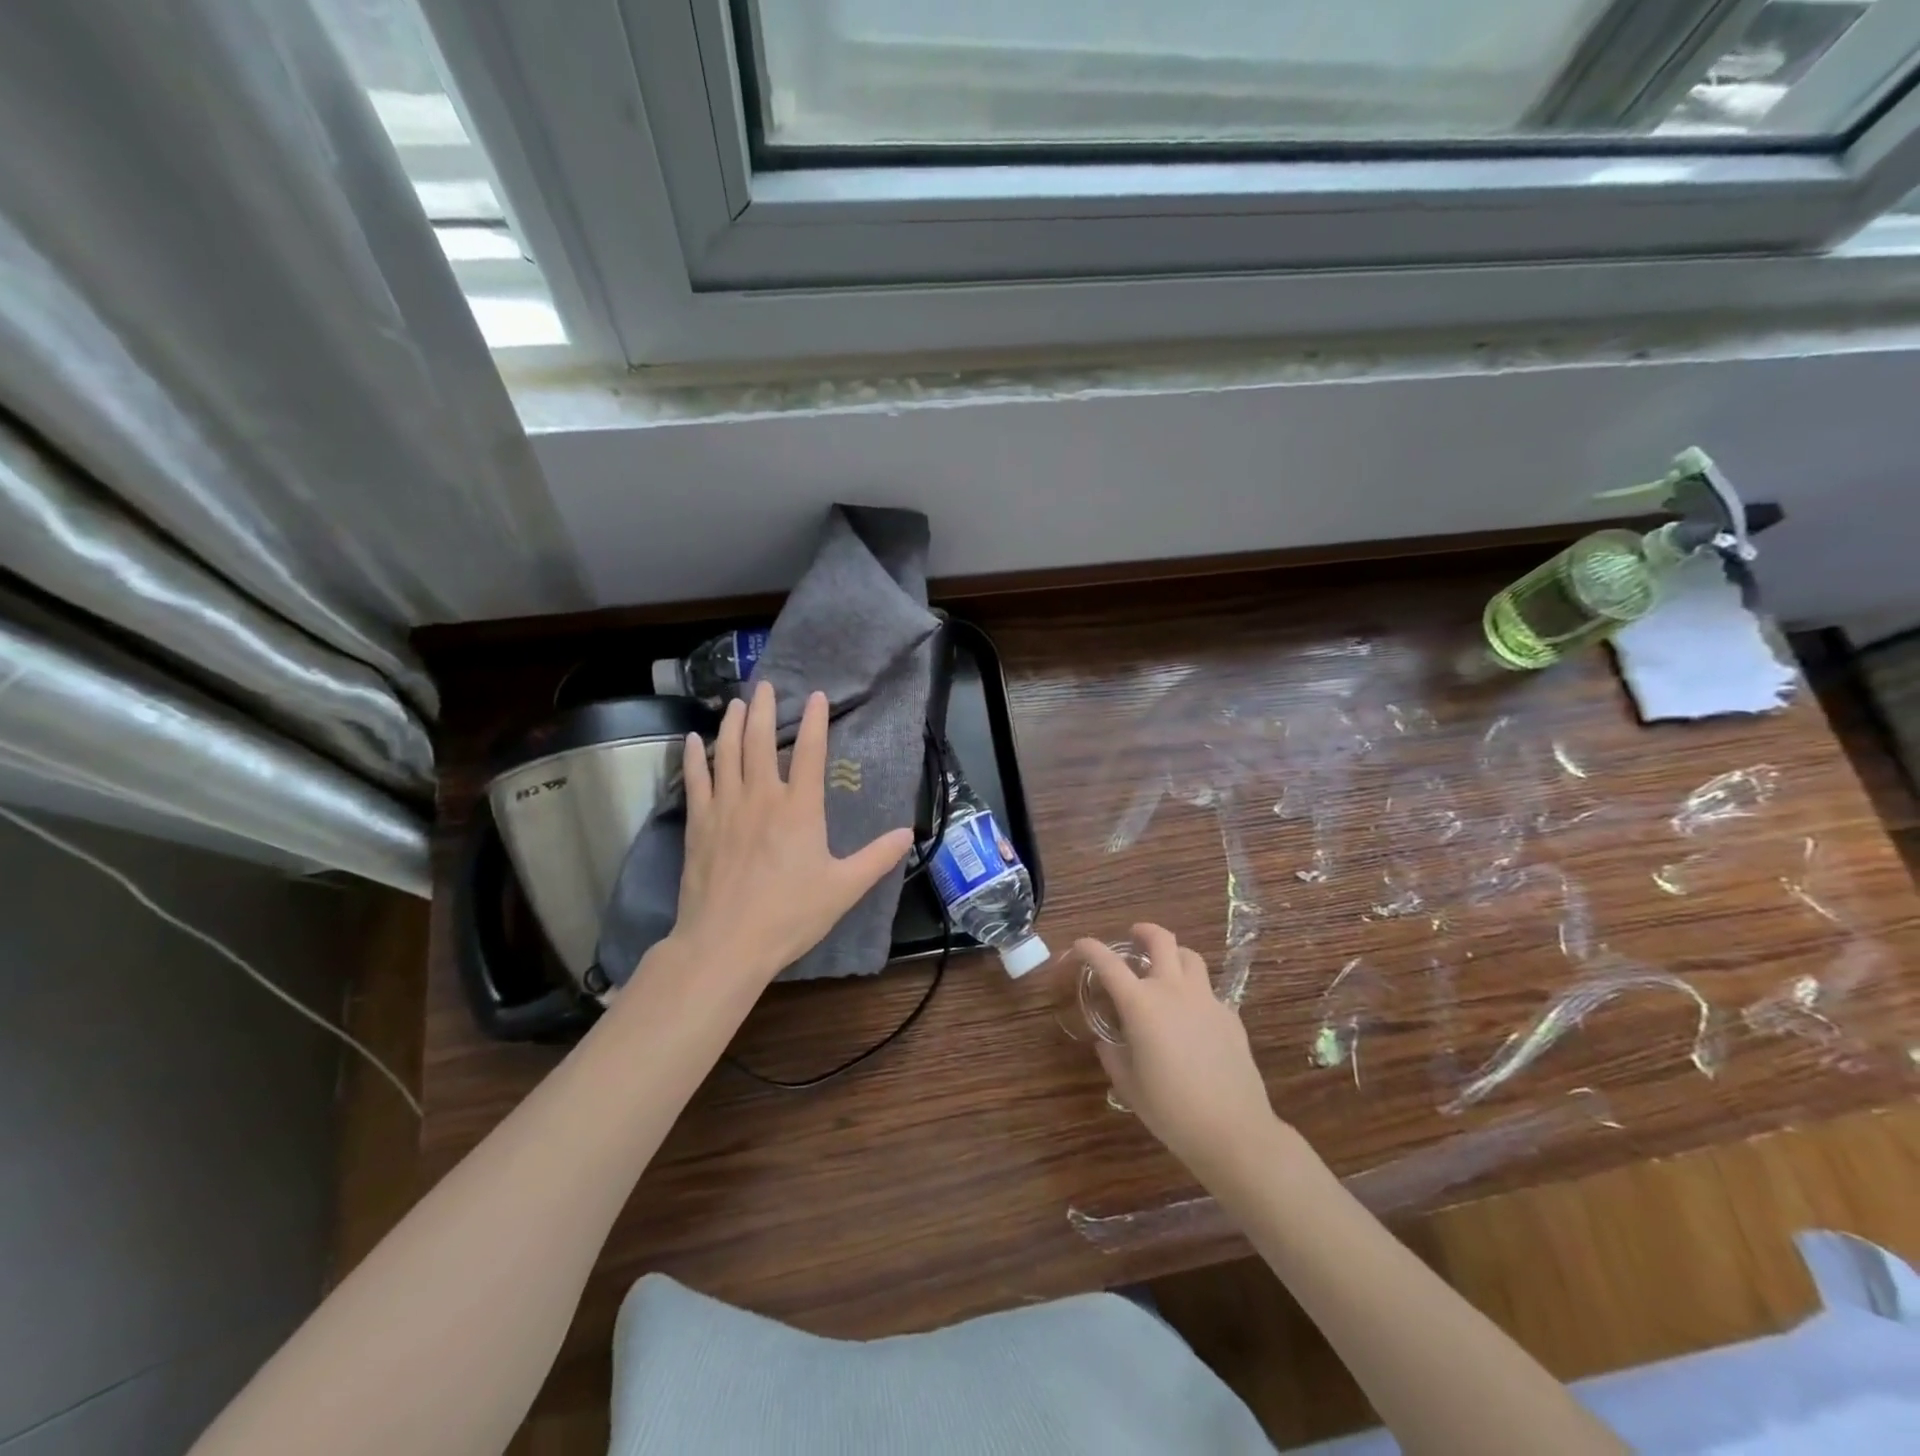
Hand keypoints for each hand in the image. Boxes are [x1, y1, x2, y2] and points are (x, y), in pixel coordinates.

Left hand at [671, 682, 913, 986]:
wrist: (726, 943)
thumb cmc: (790, 914)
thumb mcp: (844, 888)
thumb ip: (877, 858)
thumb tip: (907, 834)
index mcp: (800, 809)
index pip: (810, 752)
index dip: (816, 721)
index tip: (818, 696)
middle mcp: (761, 797)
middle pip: (761, 741)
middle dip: (765, 709)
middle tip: (765, 686)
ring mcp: (726, 808)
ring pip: (728, 753)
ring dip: (733, 724)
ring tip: (736, 703)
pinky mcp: (698, 825)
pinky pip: (695, 780)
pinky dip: (695, 756)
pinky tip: (693, 739)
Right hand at [1080, 924, 1282, 1185]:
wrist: (1233, 1130)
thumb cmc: (1171, 1109)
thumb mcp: (1128, 1084)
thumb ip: (1113, 1055)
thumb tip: (1107, 1042)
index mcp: (1140, 1004)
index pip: (1107, 962)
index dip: (1089, 948)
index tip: (1079, 947)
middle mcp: (1173, 990)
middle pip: (1160, 940)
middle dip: (1143, 932)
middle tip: (1133, 938)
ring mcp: (1206, 1000)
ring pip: (1190, 957)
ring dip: (1173, 956)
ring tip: (1165, 971)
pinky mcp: (1230, 1016)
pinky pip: (1209, 991)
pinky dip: (1194, 992)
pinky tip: (1191, 1017)